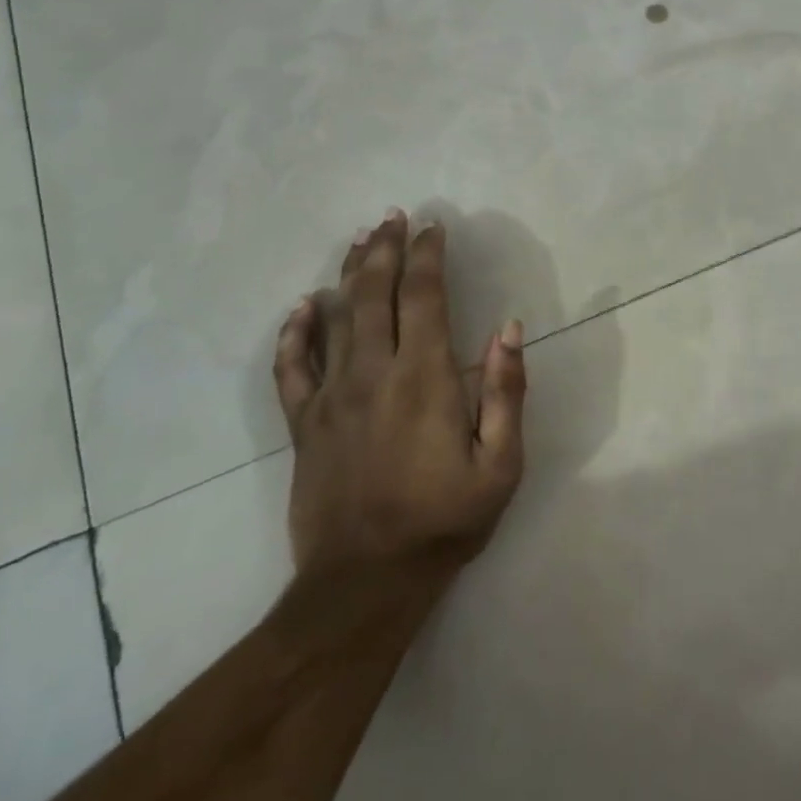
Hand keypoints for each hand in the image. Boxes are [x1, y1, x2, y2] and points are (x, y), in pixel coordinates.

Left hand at [272, 209, 526, 587]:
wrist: (365, 583)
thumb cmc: (444, 522)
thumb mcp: (500, 465)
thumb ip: (506, 392)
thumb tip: (509, 328)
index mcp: (423, 377)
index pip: (424, 296)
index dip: (429, 255)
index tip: (435, 227)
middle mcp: (373, 373)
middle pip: (374, 293)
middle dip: (386, 248)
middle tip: (394, 217)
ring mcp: (331, 396)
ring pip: (335, 317)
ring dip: (349, 273)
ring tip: (361, 239)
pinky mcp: (303, 424)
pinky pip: (292, 367)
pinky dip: (294, 332)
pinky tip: (301, 307)